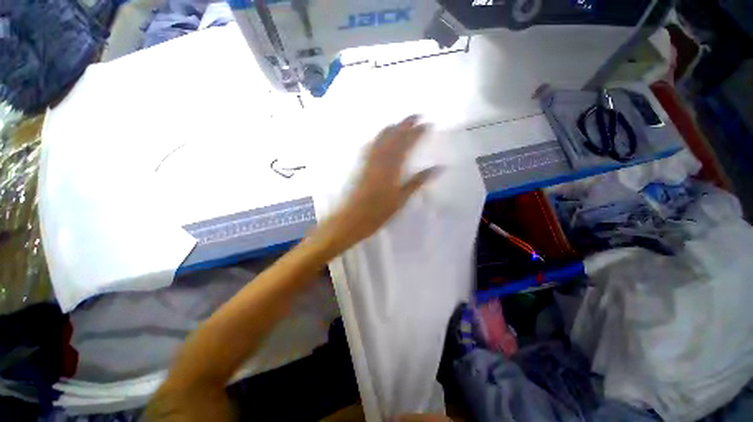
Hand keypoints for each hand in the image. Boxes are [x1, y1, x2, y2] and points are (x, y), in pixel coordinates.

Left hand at [324, 115, 438, 249]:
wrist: (352, 219)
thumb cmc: (379, 213)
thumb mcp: (401, 199)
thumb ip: (417, 181)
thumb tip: (438, 168)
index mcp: (392, 168)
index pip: (406, 145)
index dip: (417, 133)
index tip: (428, 124)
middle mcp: (379, 161)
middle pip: (393, 137)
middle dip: (405, 125)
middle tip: (416, 116)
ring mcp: (368, 162)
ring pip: (380, 140)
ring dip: (391, 129)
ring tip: (400, 123)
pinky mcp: (361, 166)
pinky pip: (370, 147)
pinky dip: (378, 139)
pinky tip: (380, 138)